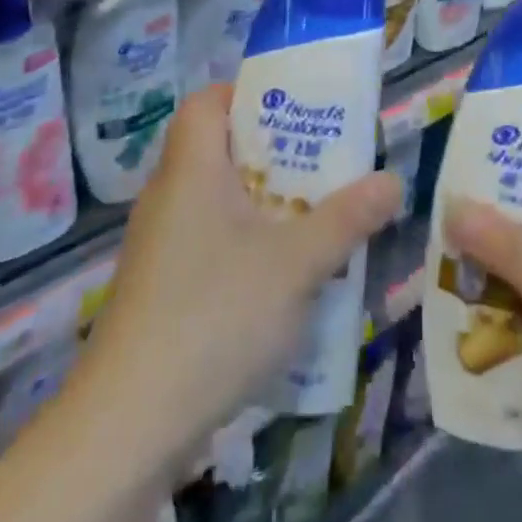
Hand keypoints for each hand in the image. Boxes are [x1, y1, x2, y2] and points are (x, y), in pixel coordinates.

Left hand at [67, 84, 400, 475]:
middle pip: (220, 150)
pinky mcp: (158, 292)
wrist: (127, 427)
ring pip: (218, 202)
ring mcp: (158, 248)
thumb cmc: (215, 316)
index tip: (298, 112)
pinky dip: (246, 247)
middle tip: (325, 166)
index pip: (207, 102)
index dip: (249, 95)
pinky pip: (209, 245)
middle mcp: (168, 198)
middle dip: (276, 155)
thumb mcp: (297, 263)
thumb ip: (348, 218)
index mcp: (191, 170)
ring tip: (315, 220)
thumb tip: (393, 180)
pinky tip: (282, 282)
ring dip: (265, 206)